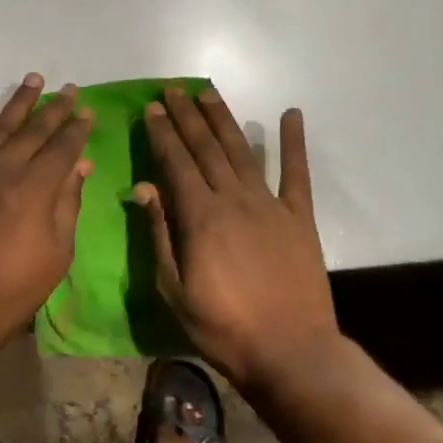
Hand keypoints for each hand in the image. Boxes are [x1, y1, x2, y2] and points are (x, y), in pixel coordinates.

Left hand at [0, 74, 93, 356]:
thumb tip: (80, 165)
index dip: (77, 128)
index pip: (63, 147)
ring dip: (19, 101)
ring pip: (1, 125)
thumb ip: (68, 203)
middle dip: (55, 109)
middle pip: (35, 130)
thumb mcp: (56, 253)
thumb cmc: (11, 289)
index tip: (87, 110)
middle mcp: (5, 167)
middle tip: (69, 89)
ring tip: (34, 79)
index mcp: (37, 187)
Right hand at [137, 86, 339, 391]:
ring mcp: (270, 205)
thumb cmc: (224, 327)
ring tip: (207, 93)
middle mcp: (233, 199)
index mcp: (200, 217)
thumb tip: (143, 188)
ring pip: (241, 151)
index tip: (152, 108)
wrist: (291, 353)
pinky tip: (291, 114)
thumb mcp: (174, 290)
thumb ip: (159, 235)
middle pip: (205, 148)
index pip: (176, 163)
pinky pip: (297, 173)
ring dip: (223, 119)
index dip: (163, 134)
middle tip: (173, 89)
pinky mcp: (299, 217)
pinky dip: (293, 142)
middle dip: (186, 117)